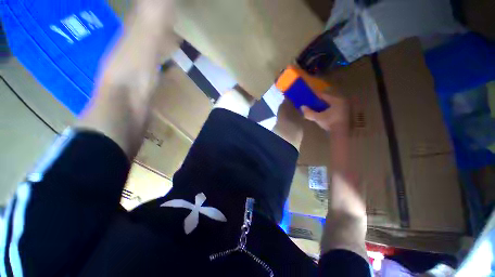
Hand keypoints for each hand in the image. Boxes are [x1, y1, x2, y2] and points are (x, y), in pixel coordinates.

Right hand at [301, 93, 348, 132]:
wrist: (344, 133)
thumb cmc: (331, 122)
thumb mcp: (318, 118)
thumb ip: (309, 112)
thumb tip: (302, 107)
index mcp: (336, 100)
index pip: (323, 95)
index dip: (315, 95)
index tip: (309, 94)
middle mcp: (342, 102)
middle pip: (328, 100)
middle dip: (320, 101)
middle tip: (312, 103)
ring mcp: (346, 108)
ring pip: (332, 105)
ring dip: (325, 106)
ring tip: (318, 109)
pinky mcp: (347, 115)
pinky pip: (336, 110)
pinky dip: (330, 110)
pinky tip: (325, 114)